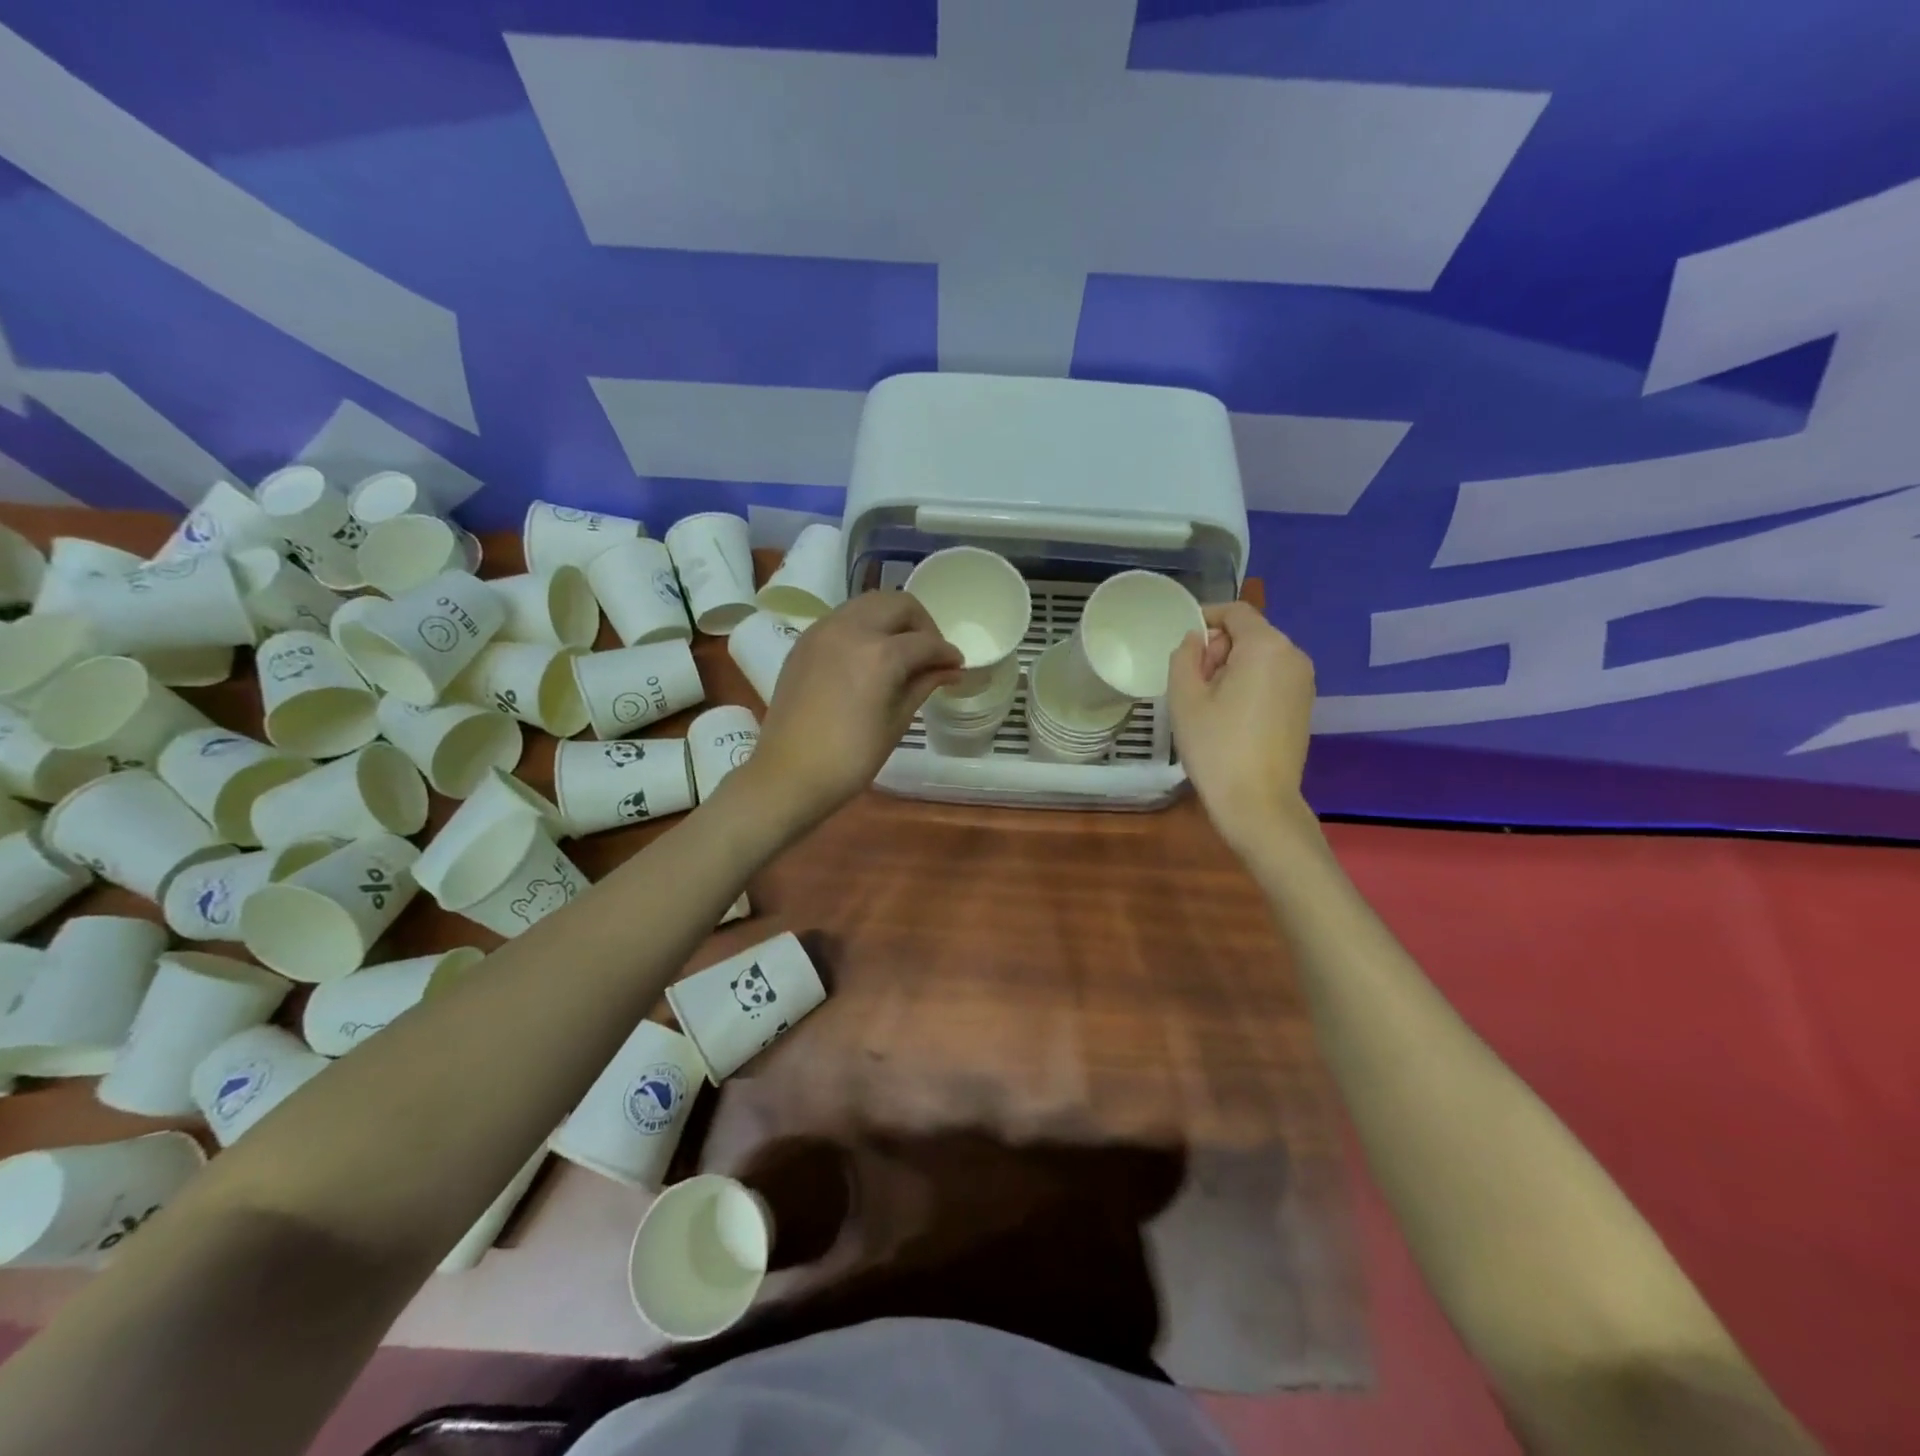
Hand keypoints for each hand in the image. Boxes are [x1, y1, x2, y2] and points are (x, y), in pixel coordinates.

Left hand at [741, 591, 961, 831]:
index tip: (956, 665)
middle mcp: (851, 629)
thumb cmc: (851, 757)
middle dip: (921, 624)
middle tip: (929, 653)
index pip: (926, 642)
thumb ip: (923, 685)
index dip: (947, 653)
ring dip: (891, 619)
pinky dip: (864, 626)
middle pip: (897, 604)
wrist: (789, 774)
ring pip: (868, 603)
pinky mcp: (804, 641)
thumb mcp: (896, 722)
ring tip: (900, 651)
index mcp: (880, 653)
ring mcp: (823, 631)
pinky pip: (843, 618)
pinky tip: (869, 656)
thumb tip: (951, 670)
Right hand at [1167, 602, 1316, 849]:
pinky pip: (1272, 679)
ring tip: (1207, 701)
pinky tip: (1229, 715)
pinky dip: (1249, 684)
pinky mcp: (1304, 706)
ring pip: (1261, 657)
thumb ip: (1185, 657)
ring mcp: (1304, 683)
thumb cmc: (1216, 746)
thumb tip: (1196, 639)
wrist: (1258, 802)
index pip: (1236, 612)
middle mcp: (1293, 656)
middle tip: (1191, 680)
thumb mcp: (1185, 698)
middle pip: (1250, 634)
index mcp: (1266, 646)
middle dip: (1218, 647)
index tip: (1183, 642)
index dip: (1207, 617)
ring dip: (1232, 667)